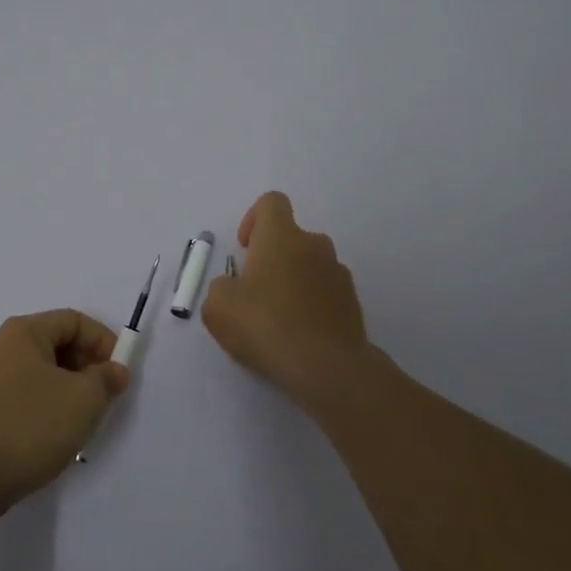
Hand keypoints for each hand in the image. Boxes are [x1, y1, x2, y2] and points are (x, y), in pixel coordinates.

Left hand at [0, 310, 131, 519]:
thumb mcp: (83, 400)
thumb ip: (106, 379)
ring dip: (68, 390)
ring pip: (40, 373)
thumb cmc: (29, 426)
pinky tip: (53, 436)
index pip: (74, 321)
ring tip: (82, 421)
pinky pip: (23, 397)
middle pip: (55, 344)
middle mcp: (0, 347)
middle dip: (86, 367)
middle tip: (104, 398)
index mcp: (23, 332)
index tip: (120, 373)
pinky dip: (45, 407)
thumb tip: (114, 371)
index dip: (103, 341)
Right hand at [202, 191, 388, 416]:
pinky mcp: (353, 302)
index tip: (245, 249)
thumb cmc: (266, 326)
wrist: (327, 367)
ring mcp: (339, 273)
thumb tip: (235, 287)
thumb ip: (221, 287)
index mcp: (282, 236)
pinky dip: (312, 304)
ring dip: (293, 281)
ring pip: (310, 266)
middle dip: (272, 257)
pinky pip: (326, 292)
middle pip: (292, 237)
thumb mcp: (218, 307)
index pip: (272, 202)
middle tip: (255, 292)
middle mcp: (315, 245)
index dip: (254, 219)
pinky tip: (299, 335)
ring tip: (278, 319)